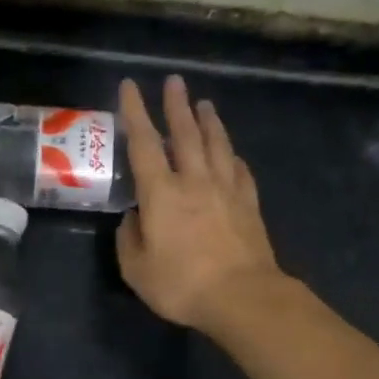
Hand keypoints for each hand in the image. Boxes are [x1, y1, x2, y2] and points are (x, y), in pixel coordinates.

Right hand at [117, 75, 284, 331]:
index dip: (135, 112)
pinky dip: (233, 157)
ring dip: (209, 122)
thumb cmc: (182, 284)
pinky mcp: (249, 205)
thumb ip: (129, 239)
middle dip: (177, 105)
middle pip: (185, 134)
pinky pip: (240, 171)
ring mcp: (226, 190)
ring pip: (217, 145)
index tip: (130, 86)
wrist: (242, 296)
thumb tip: (134, 218)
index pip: (143, 143)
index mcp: (161, 193)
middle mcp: (194, 181)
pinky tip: (232, 154)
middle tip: (175, 81)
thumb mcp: (137, 269)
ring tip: (205, 104)